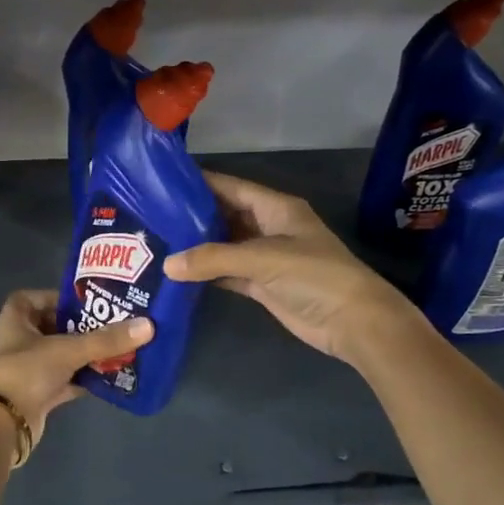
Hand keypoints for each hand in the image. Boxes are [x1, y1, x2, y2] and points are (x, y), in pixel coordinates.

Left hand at [0, 289, 152, 447]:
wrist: (2, 425)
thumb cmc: (26, 372)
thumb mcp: (67, 350)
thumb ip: (106, 340)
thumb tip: (148, 325)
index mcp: (14, 321)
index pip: (31, 298)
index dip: (55, 297)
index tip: (84, 302)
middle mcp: (18, 342)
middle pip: (51, 327)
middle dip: (80, 327)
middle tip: (111, 323)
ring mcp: (27, 371)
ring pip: (60, 356)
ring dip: (85, 354)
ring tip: (117, 348)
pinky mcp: (37, 396)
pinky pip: (65, 381)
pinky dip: (83, 379)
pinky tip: (109, 377)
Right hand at [163, 171, 417, 364]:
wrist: (352, 321)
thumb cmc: (314, 276)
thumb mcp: (263, 259)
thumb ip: (214, 259)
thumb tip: (167, 265)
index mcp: (276, 207)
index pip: (231, 187)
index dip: (200, 184)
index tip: (162, 182)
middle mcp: (269, 227)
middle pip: (225, 215)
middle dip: (192, 216)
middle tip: (150, 216)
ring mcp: (265, 257)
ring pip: (224, 246)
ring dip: (197, 247)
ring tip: (156, 242)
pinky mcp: (262, 285)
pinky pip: (228, 273)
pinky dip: (207, 274)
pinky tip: (178, 274)